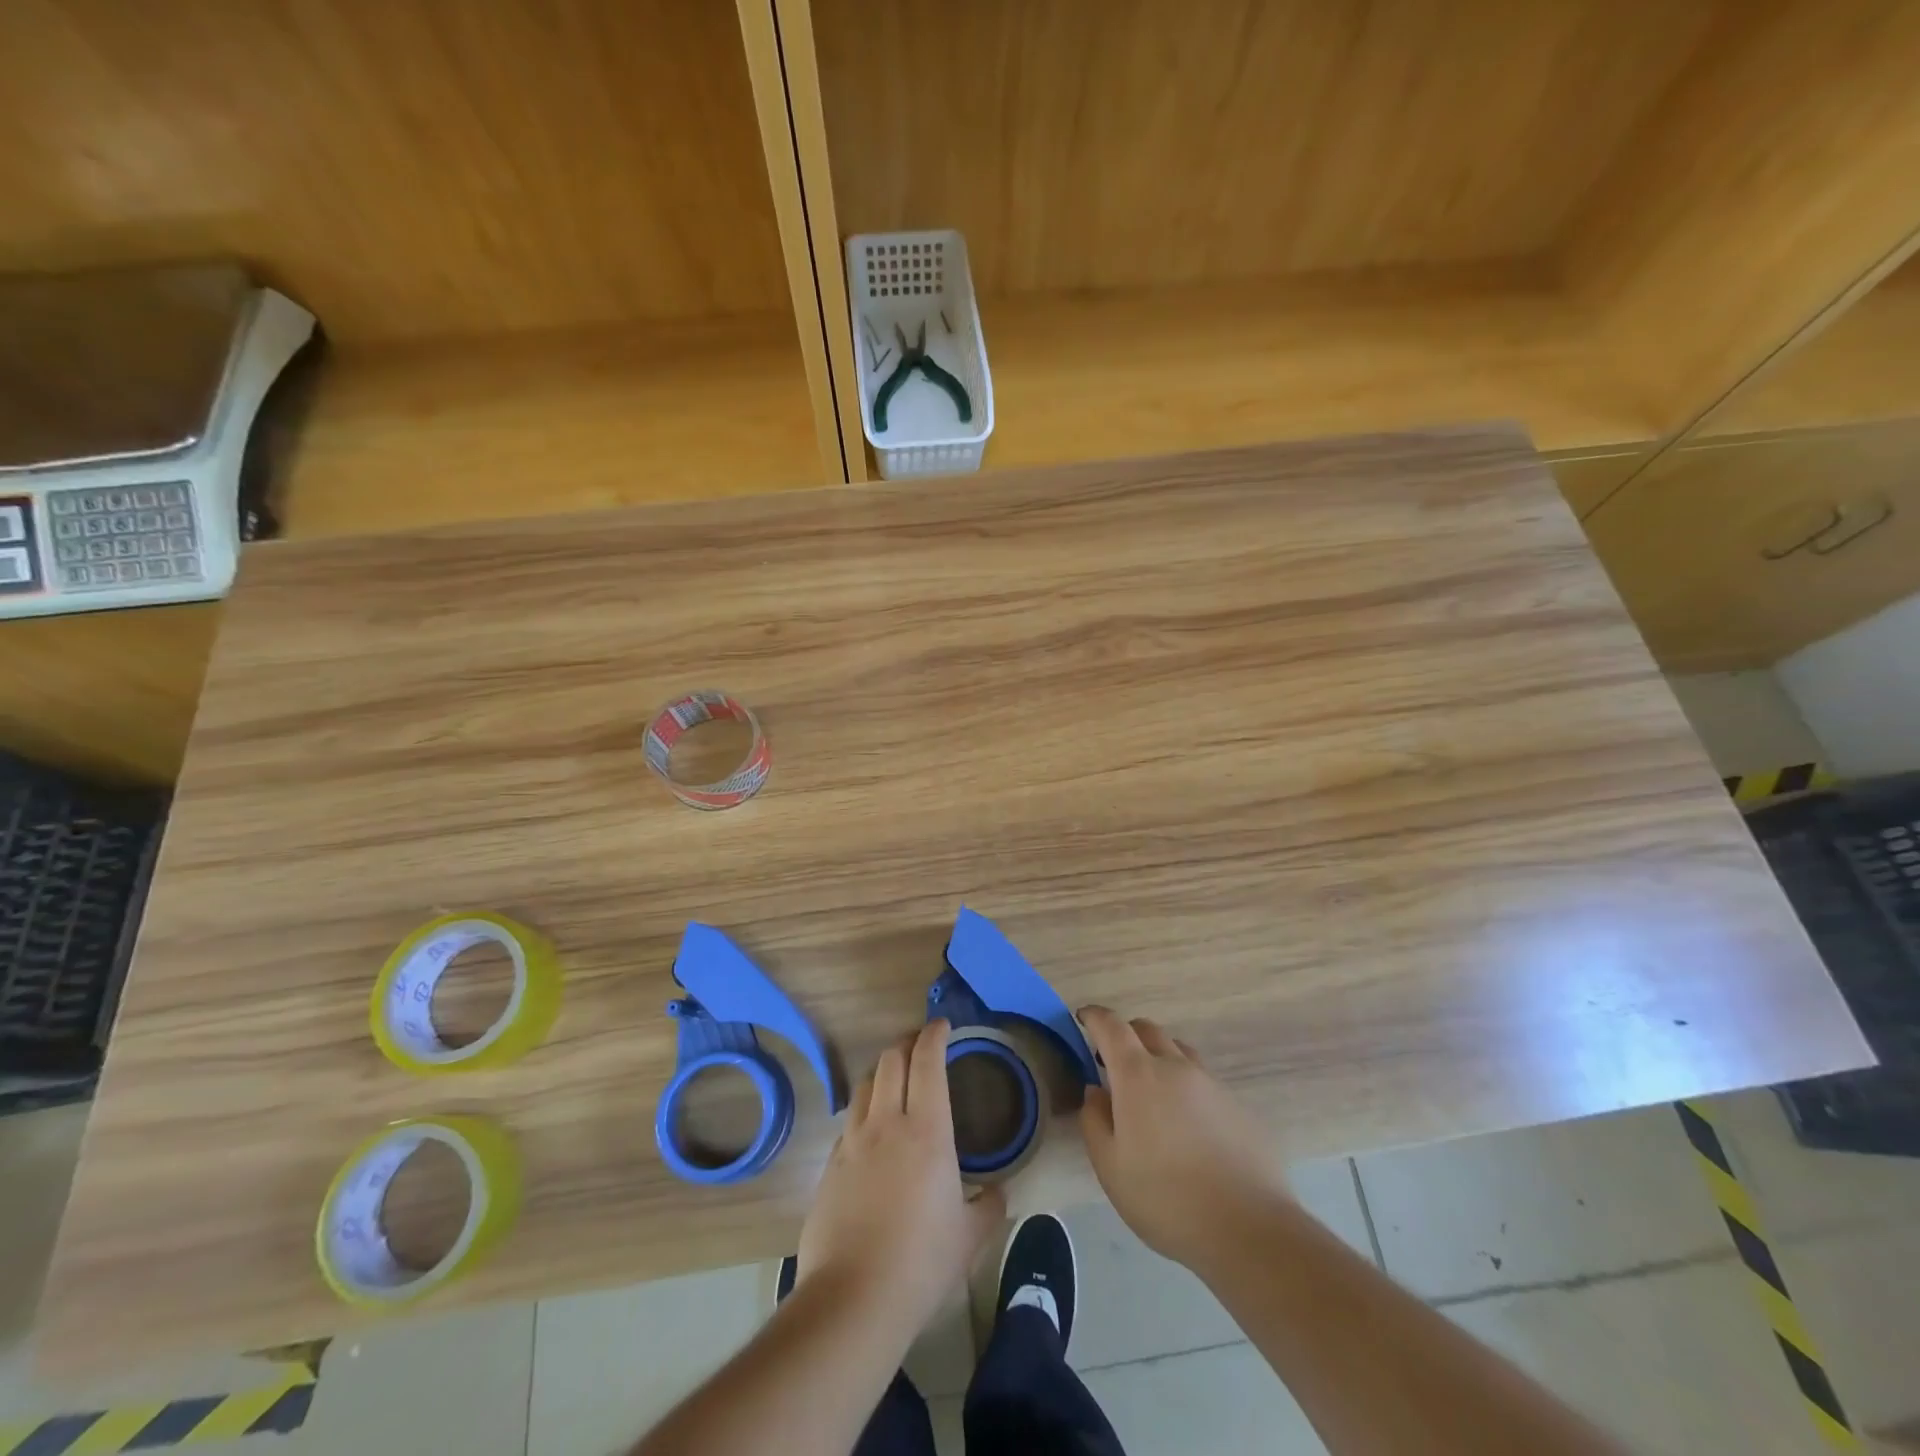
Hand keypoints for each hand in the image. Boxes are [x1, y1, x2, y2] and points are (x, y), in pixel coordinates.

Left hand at [796, 1019, 1005, 1339]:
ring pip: (864, 1085)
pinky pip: (849, 1122)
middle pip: (890, 1061)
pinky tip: (871, 1131)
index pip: (927, 1062)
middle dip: (906, 1043)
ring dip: (881, 1071)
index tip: (942, 1025)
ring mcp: (852, 1143)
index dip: (934, 1035)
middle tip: (920, 1046)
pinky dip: (864, 1110)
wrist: (853, 1299)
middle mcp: (886, 1123)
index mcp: (926, 1131)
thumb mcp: (970, 1237)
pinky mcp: (830, 1166)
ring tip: (894, 1079)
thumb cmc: (922, 1262)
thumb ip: (989, 1205)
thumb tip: (997, 1191)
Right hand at [1078, 1005, 1291, 1275]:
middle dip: (1125, 1036)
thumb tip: (1095, 1091)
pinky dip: (1185, 1088)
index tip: (1082, 1018)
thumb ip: (1094, 1120)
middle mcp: (1176, 1067)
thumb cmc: (1166, 1199)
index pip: (1111, 1026)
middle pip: (1146, 1030)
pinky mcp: (1237, 1106)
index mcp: (1138, 1075)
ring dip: (1157, 1058)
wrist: (1249, 1230)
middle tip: (1112, 1064)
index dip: (1094, 1016)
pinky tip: (1187, 1129)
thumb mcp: (1110, 1167)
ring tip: (1151, 1095)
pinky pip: (1203, 1082)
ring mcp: (1211, 1084)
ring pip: (1178, 1052)